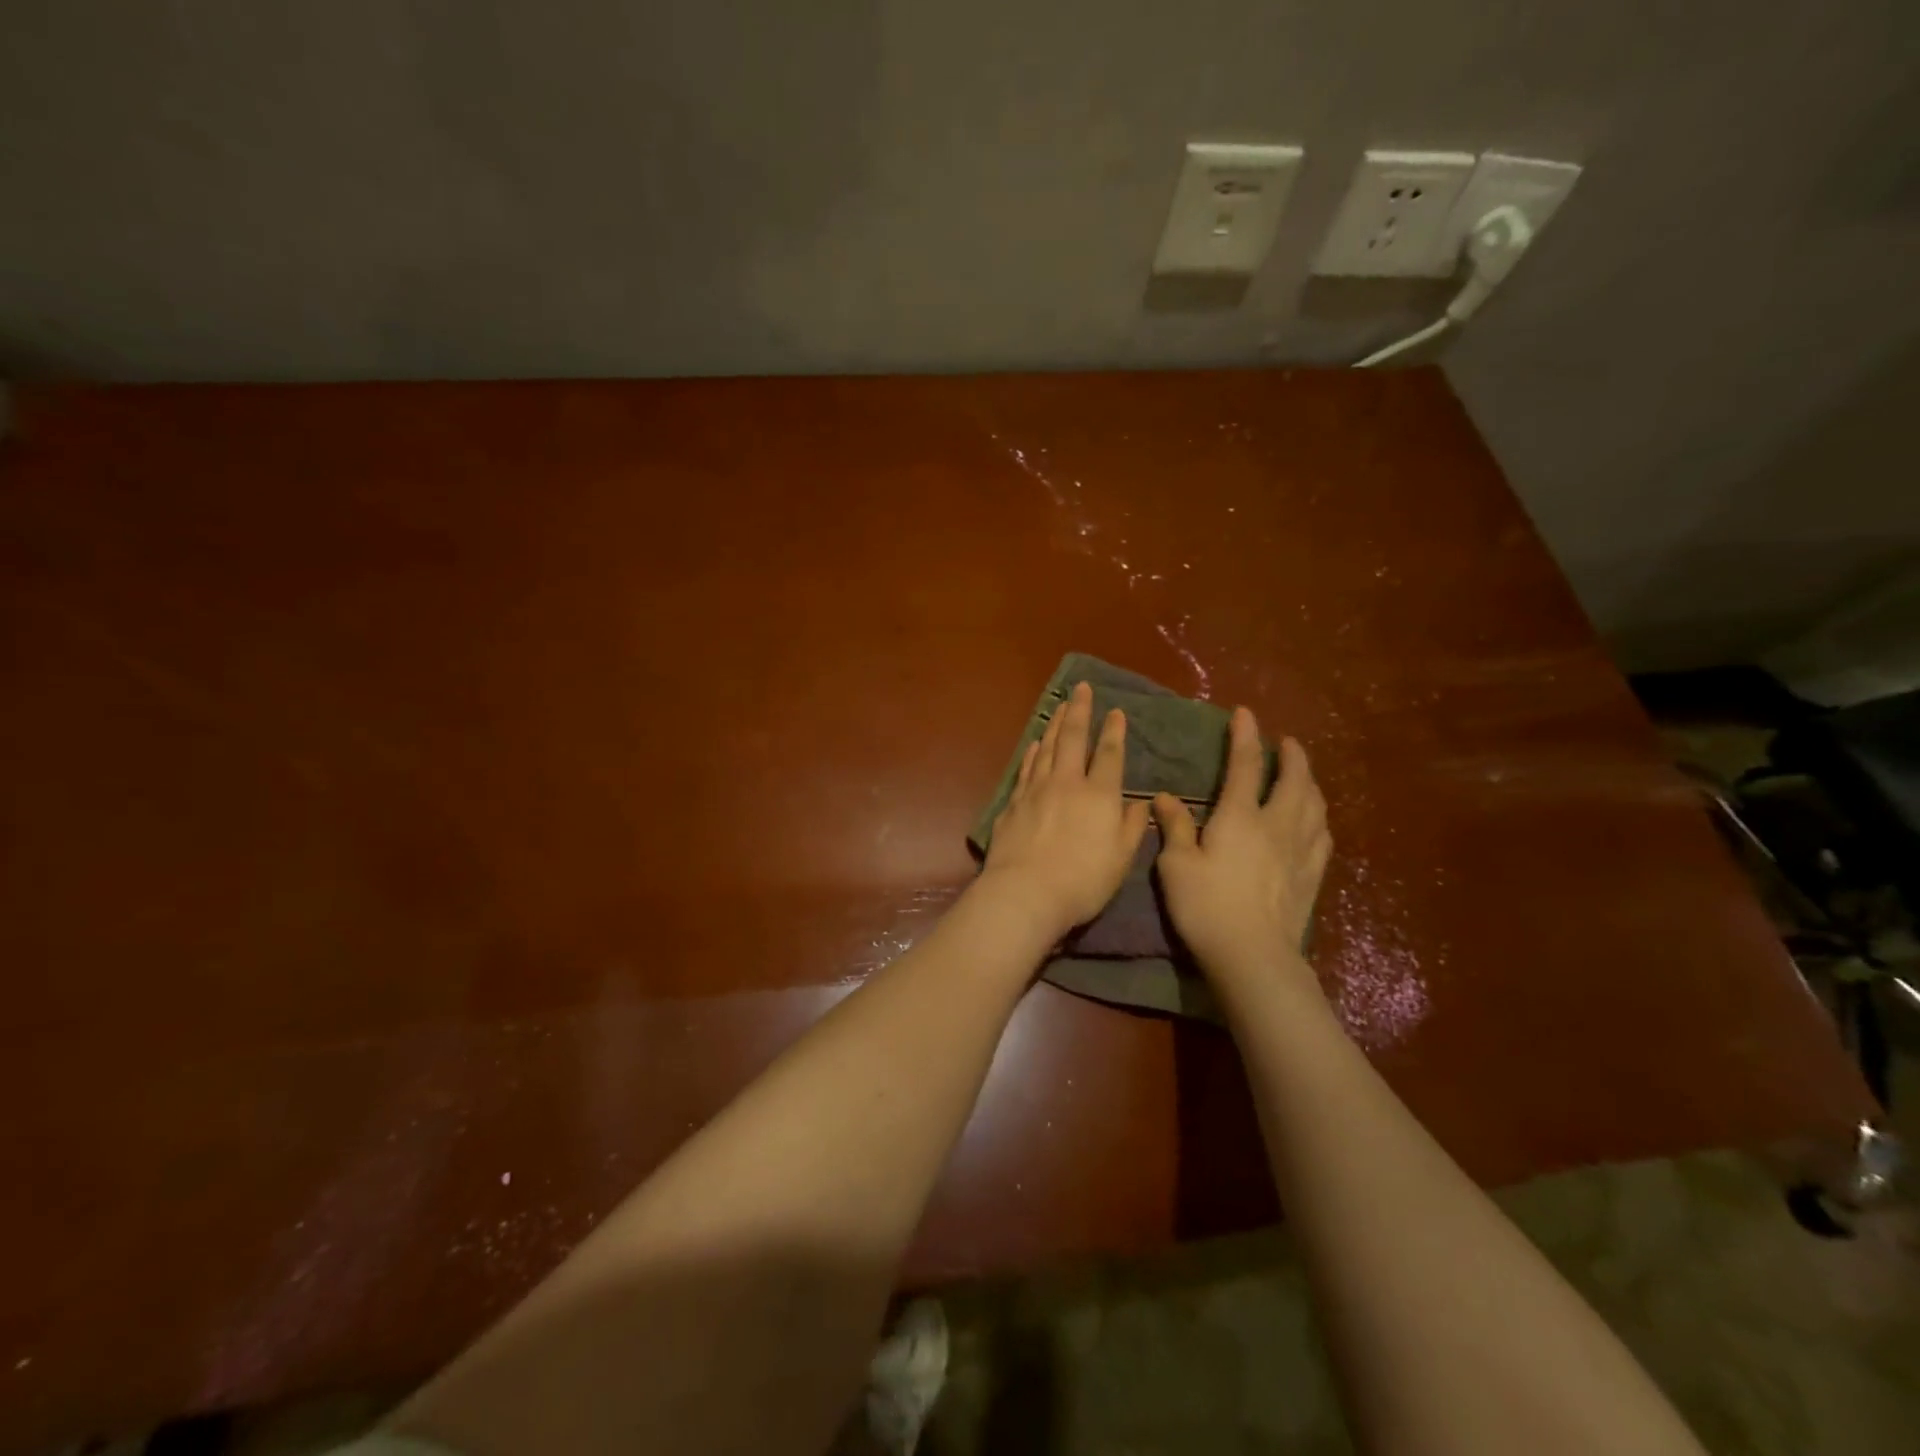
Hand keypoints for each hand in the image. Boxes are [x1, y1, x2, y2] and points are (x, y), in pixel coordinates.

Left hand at [981, 681, 1151, 937]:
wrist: (1025, 892)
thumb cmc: (1082, 881)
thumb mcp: (1120, 859)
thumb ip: (1131, 826)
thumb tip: (1140, 802)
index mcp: (1098, 795)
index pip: (1109, 754)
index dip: (1114, 731)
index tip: (1116, 711)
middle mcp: (1066, 783)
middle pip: (1072, 739)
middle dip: (1079, 711)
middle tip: (1081, 688)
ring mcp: (1035, 790)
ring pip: (1046, 748)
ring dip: (1054, 725)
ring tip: (1060, 707)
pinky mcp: (1012, 804)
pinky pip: (1025, 768)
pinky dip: (1031, 752)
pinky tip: (1034, 744)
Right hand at [1153, 710, 1330, 994]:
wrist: (1253, 955)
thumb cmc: (1206, 906)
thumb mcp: (1176, 865)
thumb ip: (1174, 827)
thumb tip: (1165, 797)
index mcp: (1240, 817)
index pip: (1245, 765)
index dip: (1244, 736)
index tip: (1244, 714)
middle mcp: (1276, 824)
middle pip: (1294, 779)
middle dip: (1291, 755)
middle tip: (1286, 742)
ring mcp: (1300, 850)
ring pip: (1314, 804)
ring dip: (1309, 781)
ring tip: (1303, 774)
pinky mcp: (1312, 875)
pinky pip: (1322, 835)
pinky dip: (1319, 817)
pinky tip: (1315, 819)